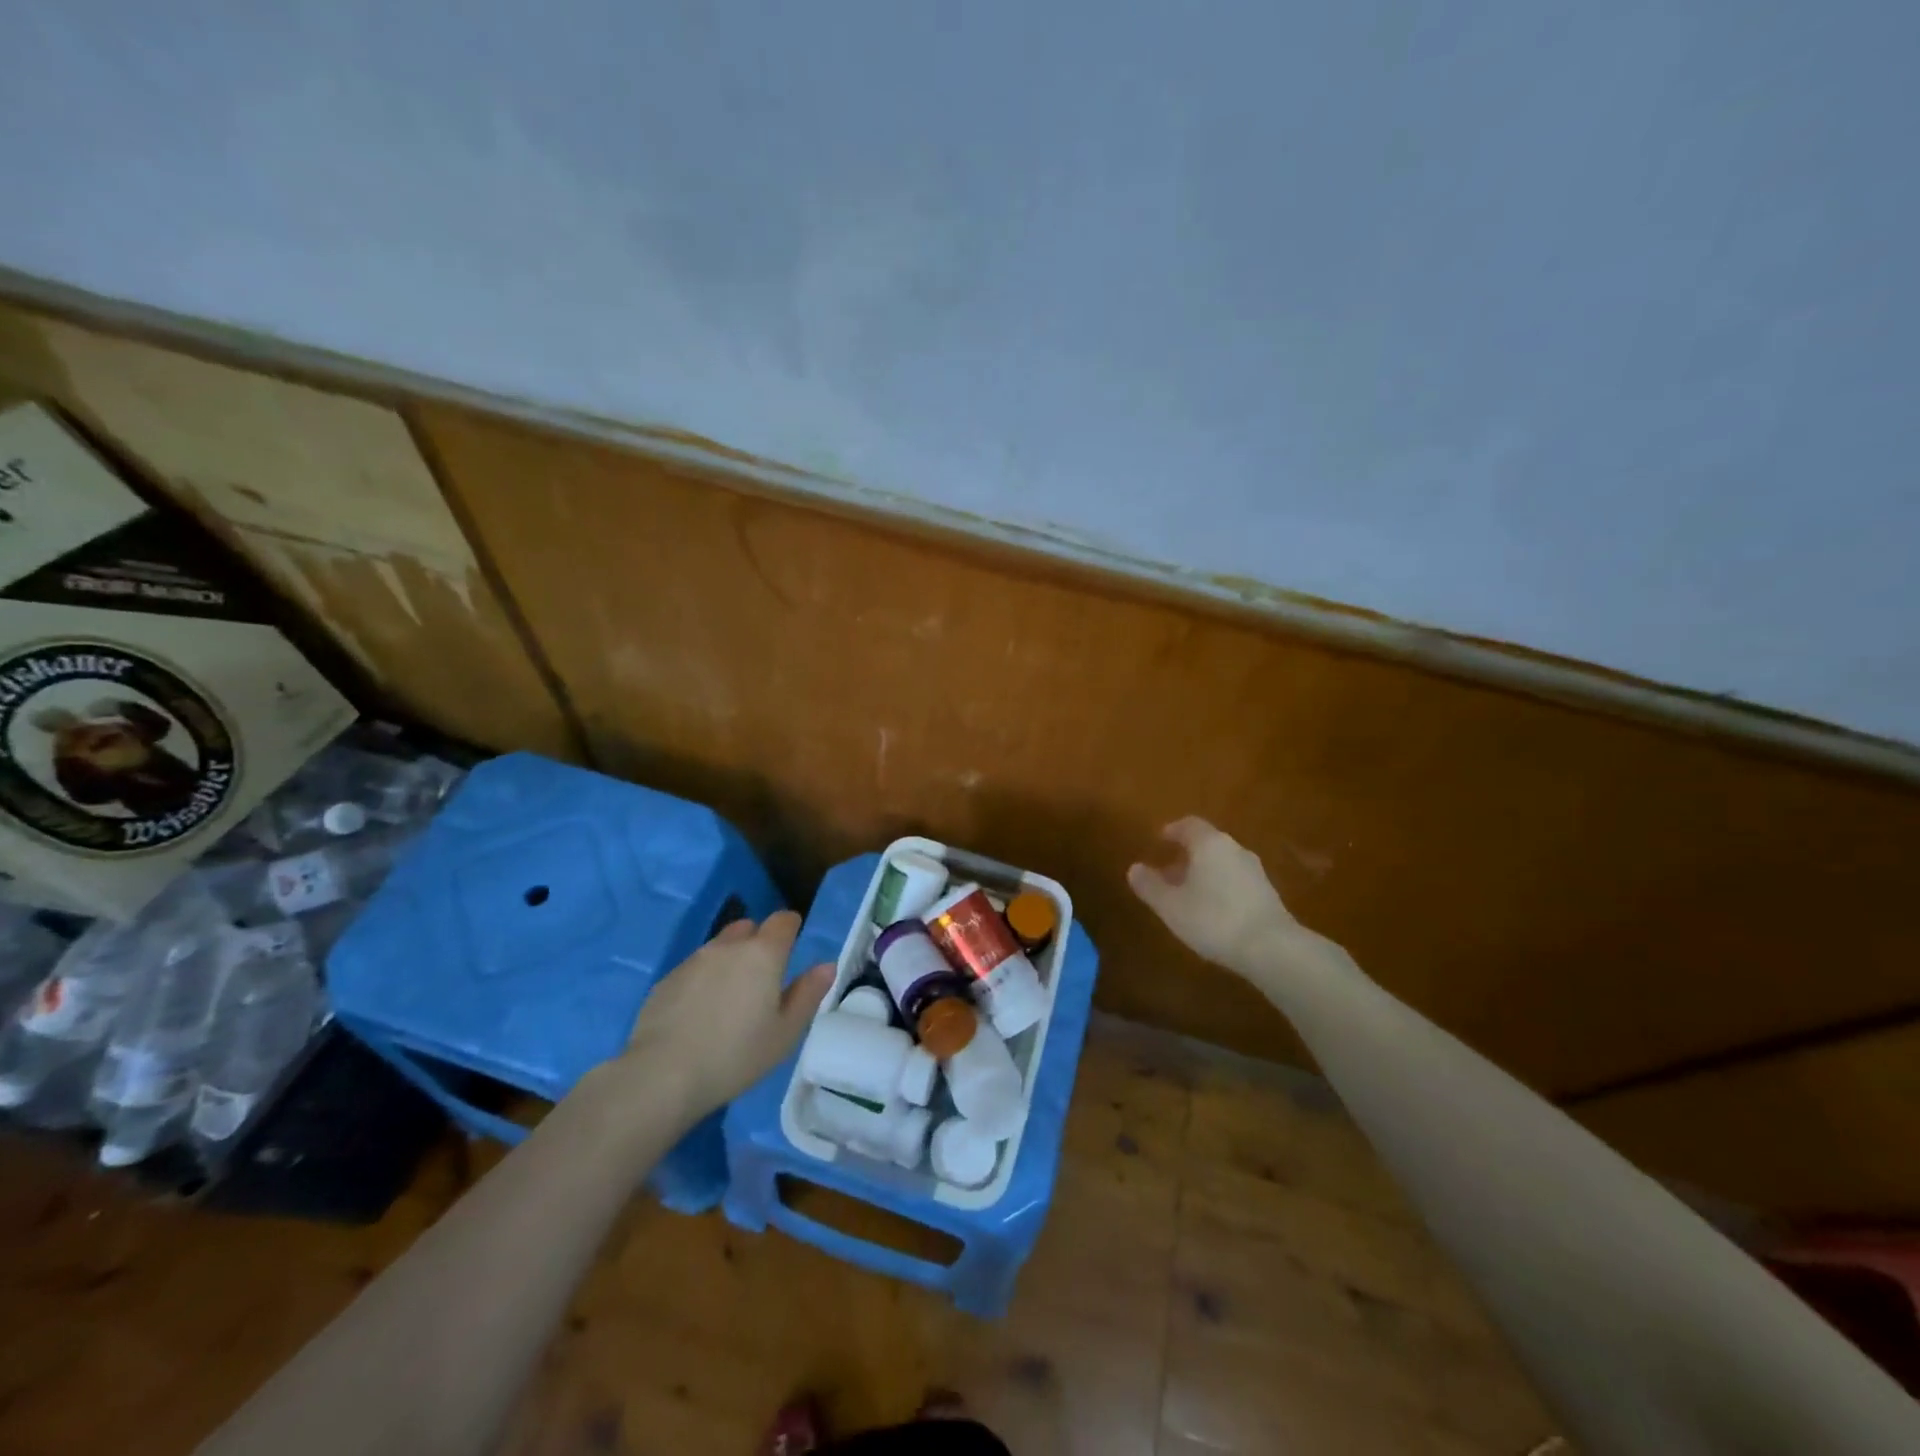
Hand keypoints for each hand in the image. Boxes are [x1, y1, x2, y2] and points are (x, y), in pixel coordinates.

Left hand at [622, 911, 832, 1118]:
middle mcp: (727, 947)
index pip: (783, 920)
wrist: (663, 1075)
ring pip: (718, 947)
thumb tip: (827, 965)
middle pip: (748, 928)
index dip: (790, 928)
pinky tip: (699, 1014)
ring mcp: (692, 961)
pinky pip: (693, 969)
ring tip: (729, 999)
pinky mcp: (665, 980)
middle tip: (762, 978)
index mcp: (763, 954)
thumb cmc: (736, 1055)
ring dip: (728, 961)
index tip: (793, 947)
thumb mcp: (785, 1032)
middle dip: (758, 943)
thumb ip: (808, 994)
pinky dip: (702, 981)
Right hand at [1127, 818, 1326, 986]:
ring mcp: (1255, 871)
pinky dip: (1220, 886)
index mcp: (1209, 844)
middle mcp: (1234, 849)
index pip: (1189, 825)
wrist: (1271, 948)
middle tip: (1167, 871)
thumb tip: (1134, 869)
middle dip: (1186, 855)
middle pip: (1207, 844)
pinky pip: (1236, 880)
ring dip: (1203, 872)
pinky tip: (1212, 909)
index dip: (1172, 830)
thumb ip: (1150, 886)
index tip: (1160, 839)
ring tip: (1187, 893)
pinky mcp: (1267, 893)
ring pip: (1222, 863)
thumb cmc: (1213, 919)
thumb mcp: (1170, 905)